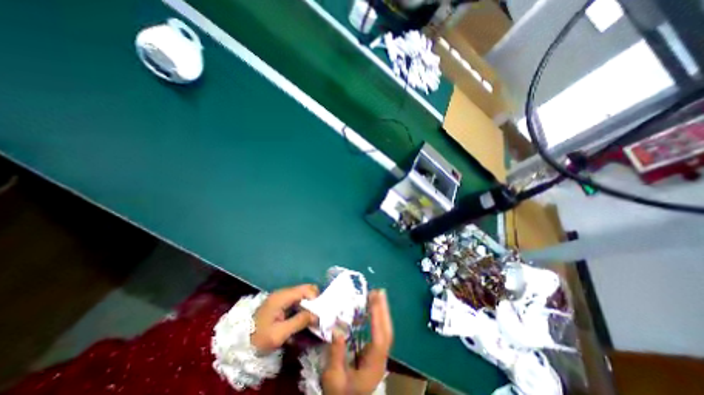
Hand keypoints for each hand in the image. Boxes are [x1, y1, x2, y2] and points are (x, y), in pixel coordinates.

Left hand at [250, 283, 318, 350]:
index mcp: (283, 296)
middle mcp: (284, 292)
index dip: (316, 299)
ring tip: (311, 319)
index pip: (307, 289)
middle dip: (314, 301)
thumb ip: (299, 322)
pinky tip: (302, 318)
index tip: (319, 314)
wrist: (240, 342)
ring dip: (309, 305)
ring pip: (303, 294)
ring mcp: (282, 296)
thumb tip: (316, 315)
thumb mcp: (279, 334)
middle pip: (306, 289)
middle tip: (316, 316)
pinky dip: (303, 307)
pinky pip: (298, 300)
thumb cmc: (259, 338)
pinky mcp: (281, 302)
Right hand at [321, 290, 393, 393]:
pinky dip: (378, 318)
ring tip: (378, 295)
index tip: (374, 300)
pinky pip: (380, 331)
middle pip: (387, 332)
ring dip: (382, 312)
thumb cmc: (340, 393)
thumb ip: (336, 354)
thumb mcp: (334, 378)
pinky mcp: (375, 352)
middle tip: (379, 292)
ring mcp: (379, 355)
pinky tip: (373, 309)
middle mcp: (380, 359)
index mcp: (373, 367)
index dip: (377, 319)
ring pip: (385, 331)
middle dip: (384, 311)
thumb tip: (337, 330)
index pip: (379, 340)